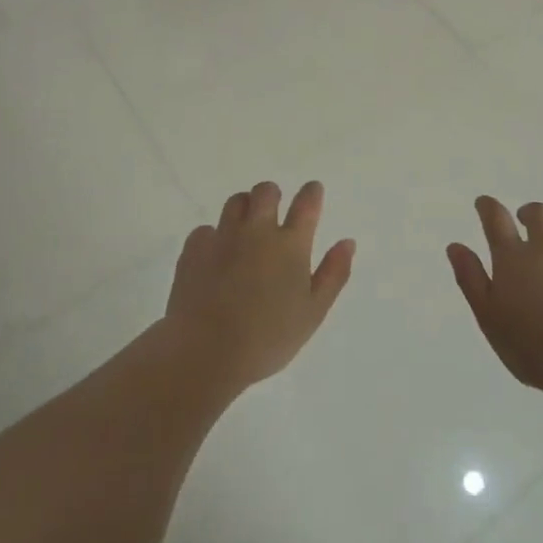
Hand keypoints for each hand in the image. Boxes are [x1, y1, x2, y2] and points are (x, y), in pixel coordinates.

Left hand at [164, 180, 354, 390]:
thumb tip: (347, 242)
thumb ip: (334, 273)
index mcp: (290, 245)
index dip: (311, 192)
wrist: (206, 352)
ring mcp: (222, 237)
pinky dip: (214, 237)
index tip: (312, 190)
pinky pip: (205, 229)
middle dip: (272, 196)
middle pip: (266, 192)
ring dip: (244, 208)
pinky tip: (215, 257)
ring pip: (235, 202)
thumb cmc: (268, 338)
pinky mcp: (194, 249)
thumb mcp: (313, 312)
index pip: (306, 204)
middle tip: (273, 212)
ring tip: (245, 229)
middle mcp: (257, 231)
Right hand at [448, 196, 542, 394]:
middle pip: (539, 214)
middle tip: (524, 221)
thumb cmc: (531, 345)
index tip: (484, 203)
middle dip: (529, 213)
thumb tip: (456, 246)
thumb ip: (471, 279)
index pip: (496, 219)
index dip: (488, 207)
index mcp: (513, 258)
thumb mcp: (488, 316)